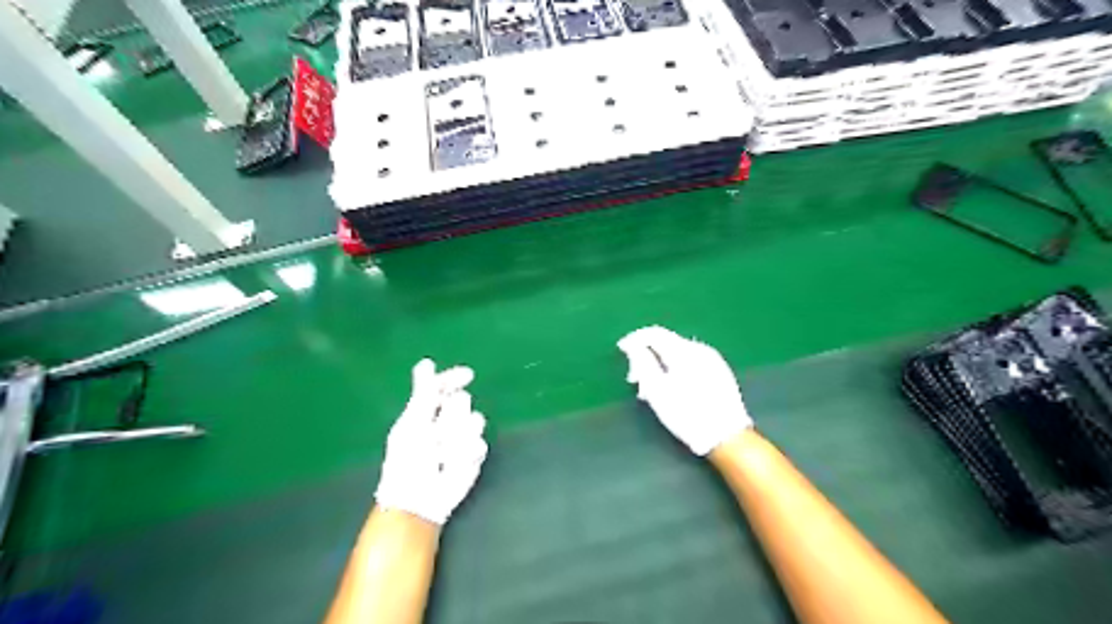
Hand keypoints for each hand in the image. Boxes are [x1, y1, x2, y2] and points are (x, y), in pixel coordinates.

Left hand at [375, 359, 488, 523]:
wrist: (419, 499)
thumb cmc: (408, 461)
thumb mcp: (413, 422)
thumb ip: (423, 392)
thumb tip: (427, 362)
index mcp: (425, 411)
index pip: (443, 386)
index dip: (454, 379)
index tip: (468, 375)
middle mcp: (445, 421)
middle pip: (462, 401)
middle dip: (451, 417)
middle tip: (436, 435)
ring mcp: (461, 437)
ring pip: (475, 421)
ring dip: (458, 437)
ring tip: (443, 455)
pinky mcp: (473, 455)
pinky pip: (479, 444)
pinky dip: (465, 454)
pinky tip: (454, 465)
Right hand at [617, 327, 755, 453]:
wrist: (727, 436)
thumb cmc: (687, 414)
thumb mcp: (657, 391)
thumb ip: (642, 363)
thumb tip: (633, 346)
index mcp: (684, 351)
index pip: (654, 333)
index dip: (635, 339)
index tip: (621, 349)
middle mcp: (700, 349)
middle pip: (666, 343)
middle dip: (647, 356)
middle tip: (634, 379)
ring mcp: (713, 360)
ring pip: (678, 354)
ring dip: (660, 365)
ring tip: (651, 389)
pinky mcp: (719, 372)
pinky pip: (691, 362)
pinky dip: (675, 370)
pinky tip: (671, 389)